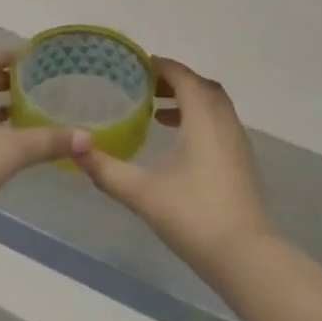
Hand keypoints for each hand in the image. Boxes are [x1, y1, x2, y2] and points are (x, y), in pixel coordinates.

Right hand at [76, 57, 271, 275]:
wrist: (245, 256)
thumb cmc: (192, 215)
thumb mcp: (141, 192)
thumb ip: (106, 170)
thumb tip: (76, 150)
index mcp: (203, 119)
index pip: (184, 78)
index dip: (163, 66)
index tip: (138, 64)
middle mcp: (224, 123)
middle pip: (203, 87)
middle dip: (176, 81)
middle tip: (146, 87)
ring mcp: (238, 144)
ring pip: (215, 107)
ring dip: (189, 101)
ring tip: (158, 113)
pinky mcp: (242, 163)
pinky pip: (220, 125)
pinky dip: (200, 121)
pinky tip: (179, 144)